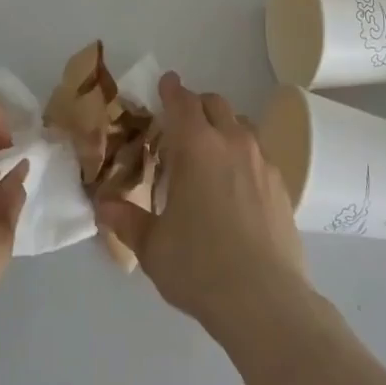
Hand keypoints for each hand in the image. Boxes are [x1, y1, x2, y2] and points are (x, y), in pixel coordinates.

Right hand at [97, 72, 307, 340]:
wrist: (265, 301)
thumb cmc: (200, 267)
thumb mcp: (153, 247)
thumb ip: (127, 220)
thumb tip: (103, 206)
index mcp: (197, 147)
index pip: (183, 102)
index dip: (171, 89)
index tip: (165, 83)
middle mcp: (232, 143)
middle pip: (215, 104)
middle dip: (197, 105)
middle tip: (181, 125)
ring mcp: (262, 162)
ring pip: (242, 125)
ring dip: (223, 127)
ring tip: (210, 154)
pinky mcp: (282, 185)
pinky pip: (260, 153)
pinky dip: (244, 155)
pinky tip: (236, 186)